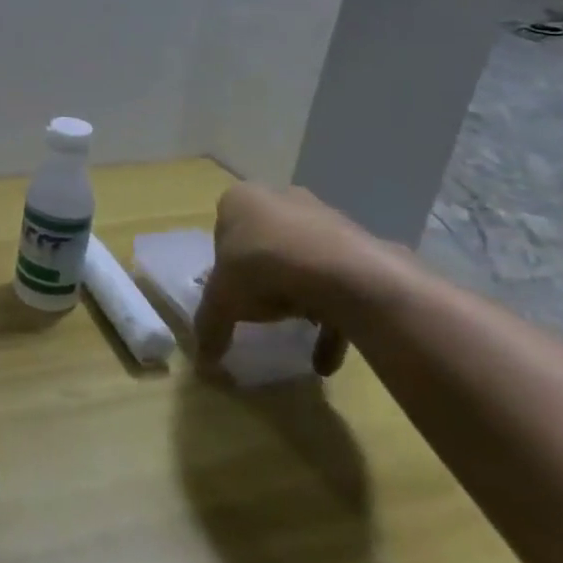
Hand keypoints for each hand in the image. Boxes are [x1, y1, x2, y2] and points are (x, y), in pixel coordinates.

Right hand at [195, 183, 408, 377]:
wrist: (344, 272)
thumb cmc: (263, 268)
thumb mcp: (222, 300)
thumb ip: (210, 325)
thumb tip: (203, 363)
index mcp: (241, 201)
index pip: (223, 231)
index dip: (223, 265)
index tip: (228, 292)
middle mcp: (282, 199)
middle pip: (264, 243)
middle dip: (263, 277)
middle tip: (259, 308)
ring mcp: (325, 220)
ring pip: (304, 262)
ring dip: (300, 299)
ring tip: (294, 334)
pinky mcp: (359, 247)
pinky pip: (339, 284)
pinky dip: (332, 320)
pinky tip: (325, 360)